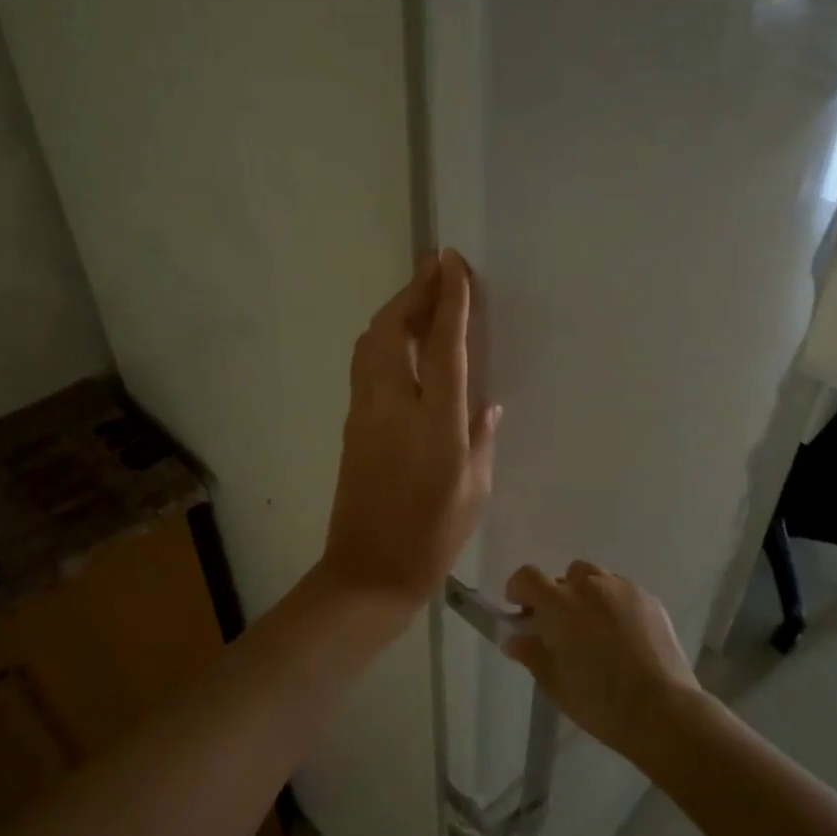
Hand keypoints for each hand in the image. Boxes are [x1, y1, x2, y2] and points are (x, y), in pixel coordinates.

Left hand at [321, 250, 499, 607]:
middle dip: (413, 292)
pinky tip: (402, 341)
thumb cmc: (433, 538)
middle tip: (436, 268)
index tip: (453, 263)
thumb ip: (481, 437)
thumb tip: (484, 401)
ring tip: (421, 297)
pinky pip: (365, 365)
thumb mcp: (475, 489)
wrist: (368, 572)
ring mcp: (365, 414)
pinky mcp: (352, 425)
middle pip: (392, 330)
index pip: (441, 346)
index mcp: (435, 424)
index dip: (448, 300)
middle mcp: (394, 408)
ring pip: (370, 344)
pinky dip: (383, 339)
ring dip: (394, 312)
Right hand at [503, 561, 700, 757]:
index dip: (518, 589)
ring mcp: (623, 589)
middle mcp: (589, 586)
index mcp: (559, 604)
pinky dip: (615, 603)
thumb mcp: (554, 683)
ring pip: (596, 578)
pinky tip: (623, 635)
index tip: (521, 610)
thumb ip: (531, 654)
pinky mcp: (649, 599)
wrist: (661, 709)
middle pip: (564, 577)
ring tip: (595, 628)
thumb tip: (514, 639)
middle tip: (562, 628)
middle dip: (557, 596)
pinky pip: (622, 591)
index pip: (527, 576)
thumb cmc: (598, 700)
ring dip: (587, 595)